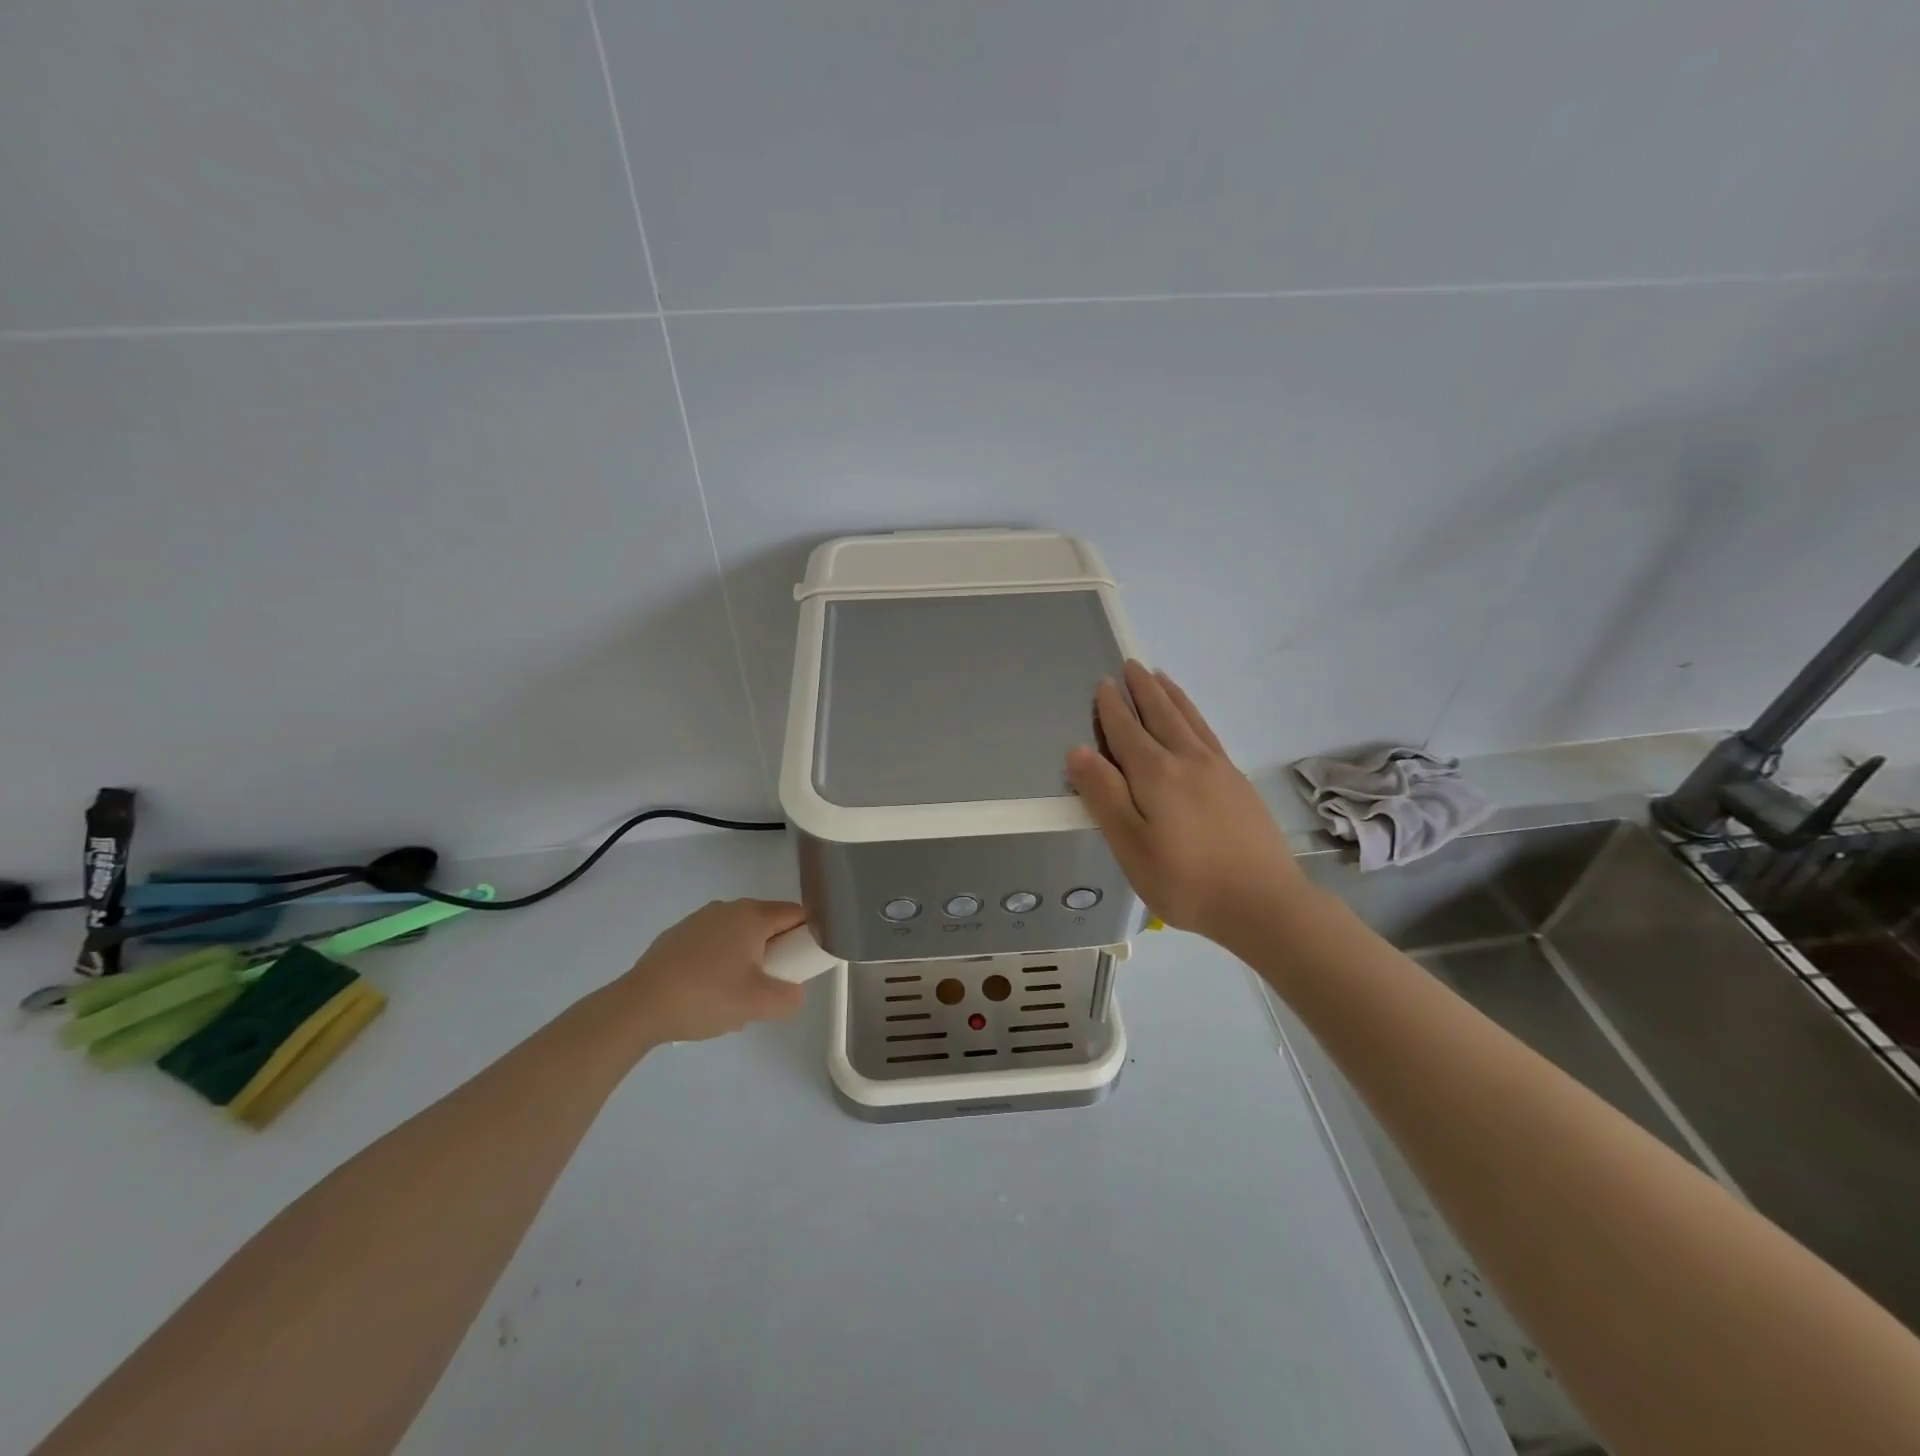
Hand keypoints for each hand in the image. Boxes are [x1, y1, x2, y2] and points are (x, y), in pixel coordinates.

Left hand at [613, 898, 808, 1044]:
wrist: (638, 1006)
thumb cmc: (705, 997)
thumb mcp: (759, 1005)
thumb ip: (790, 998)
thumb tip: (794, 992)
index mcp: (752, 915)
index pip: (797, 914)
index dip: (809, 936)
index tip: (804, 964)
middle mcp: (728, 908)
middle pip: (768, 924)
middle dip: (776, 952)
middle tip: (770, 987)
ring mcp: (700, 920)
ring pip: (740, 935)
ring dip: (748, 959)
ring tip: (735, 996)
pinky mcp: (678, 936)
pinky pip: (714, 943)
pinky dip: (720, 962)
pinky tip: (707, 993)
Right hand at [1067, 662, 1306, 947]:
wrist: (1263, 902)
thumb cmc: (1185, 880)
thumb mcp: (1130, 845)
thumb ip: (1104, 795)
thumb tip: (1078, 750)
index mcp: (1155, 774)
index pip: (1126, 731)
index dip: (1112, 707)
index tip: (1103, 683)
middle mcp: (1187, 760)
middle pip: (1160, 715)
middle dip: (1142, 689)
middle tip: (1131, 664)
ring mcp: (1218, 768)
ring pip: (1188, 719)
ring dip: (1170, 695)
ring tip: (1160, 676)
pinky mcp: (1238, 782)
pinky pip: (1209, 733)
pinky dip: (1195, 715)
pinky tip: (1194, 721)